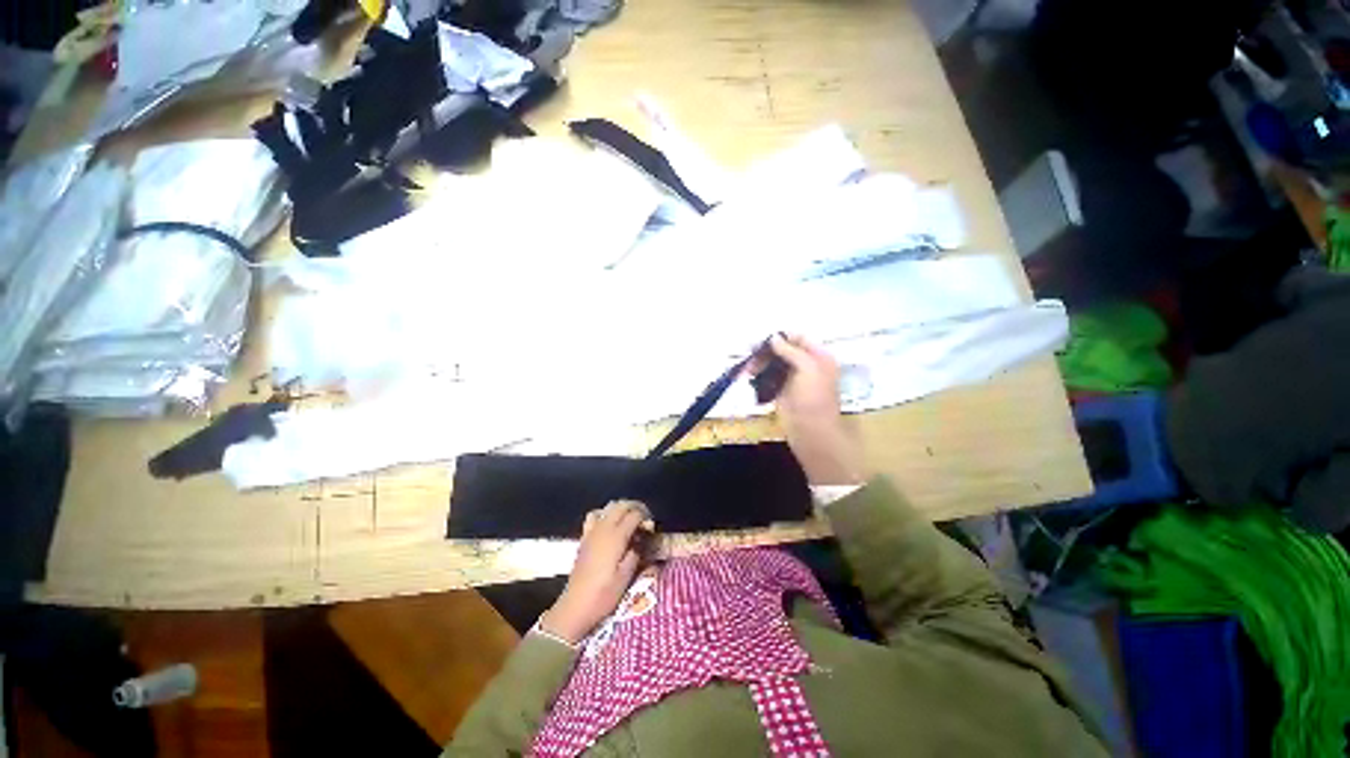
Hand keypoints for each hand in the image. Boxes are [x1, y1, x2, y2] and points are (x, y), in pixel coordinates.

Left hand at [541, 500, 651, 644]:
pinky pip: (595, 516)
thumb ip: (636, 552)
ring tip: (629, 520)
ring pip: (609, 507)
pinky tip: (609, 526)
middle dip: (635, 507)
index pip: (634, 515)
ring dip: (621, 509)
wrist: (575, 606)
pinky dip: (605, 514)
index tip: (651, 527)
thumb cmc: (604, 594)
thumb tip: (641, 539)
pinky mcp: (584, 538)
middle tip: (644, 519)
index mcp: (616, 537)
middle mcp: (604, 528)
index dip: (645, 517)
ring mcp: (592, 531)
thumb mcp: (626, 576)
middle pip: (622, 505)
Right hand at [763, 334, 865, 485]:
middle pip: (783, 350)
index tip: (762, 340)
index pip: (799, 338)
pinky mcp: (781, 391)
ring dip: (759, 364)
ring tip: (746, 370)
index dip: (781, 337)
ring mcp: (793, 379)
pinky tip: (749, 376)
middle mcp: (806, 365)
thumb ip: (791, 351)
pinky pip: (768, 377)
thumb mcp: (807, 369)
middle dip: (766, 352)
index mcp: (819, 357)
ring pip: (773, 364)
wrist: (810, 432)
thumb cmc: (813, 398)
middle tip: (749, 355)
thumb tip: (773, 338)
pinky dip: (758, 376)